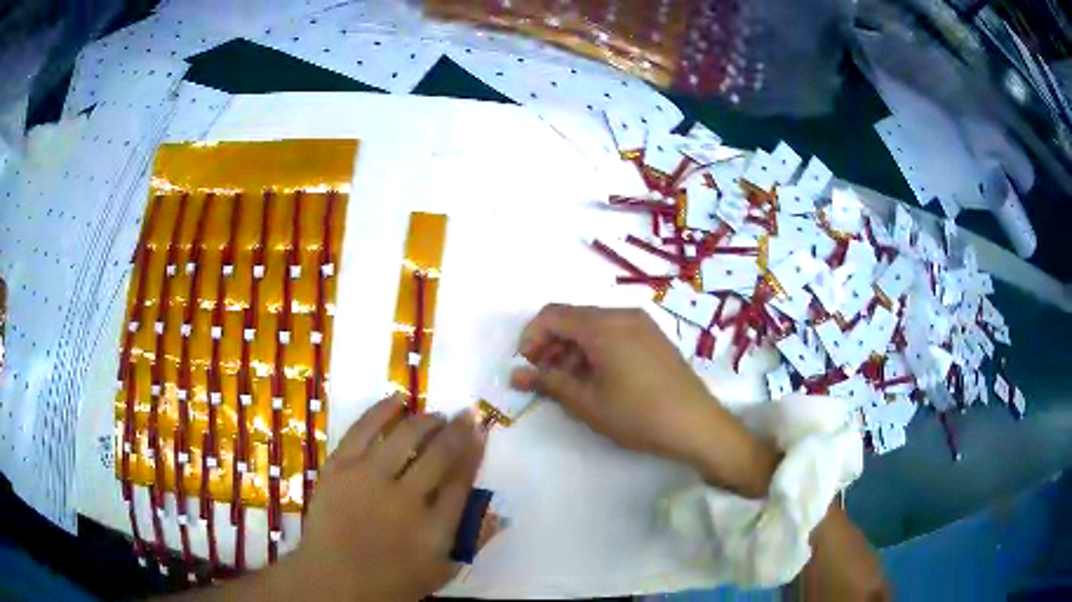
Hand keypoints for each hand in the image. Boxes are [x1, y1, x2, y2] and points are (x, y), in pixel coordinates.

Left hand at [288, 395, 486, 600]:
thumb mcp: (440, 571)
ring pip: (405, 437)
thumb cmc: (390, 582)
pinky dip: (381, 411)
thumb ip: (471, 542)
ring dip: (425, 420)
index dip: (474, 450)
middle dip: (457, 429)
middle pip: (439, 454)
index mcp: (434, 528)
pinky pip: (362, 430)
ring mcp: (369, 479)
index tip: (481, 430)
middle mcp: (406, 499)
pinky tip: (397, 400)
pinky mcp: (339, 467)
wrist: (332, 580)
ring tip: (435, 415)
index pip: (461, 479)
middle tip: (465, 414)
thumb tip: (500, 513)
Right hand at [510, 304, 779, 496]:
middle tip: (544, 378)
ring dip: (572, 348)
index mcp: (603, 325)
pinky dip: (595, 349)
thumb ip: (548, 383)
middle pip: (573, 318)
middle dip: (551, 344)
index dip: (531, 337)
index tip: (526, 366)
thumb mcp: (587, 403)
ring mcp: (641, 323)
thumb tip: (515, 375)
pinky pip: (613, 332)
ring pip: (593, 326)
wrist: (696, 424)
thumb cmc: (638, 415)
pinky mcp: (653, 336)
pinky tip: (596, 378)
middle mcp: (622, 314)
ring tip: (569, 383)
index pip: (552, 315)